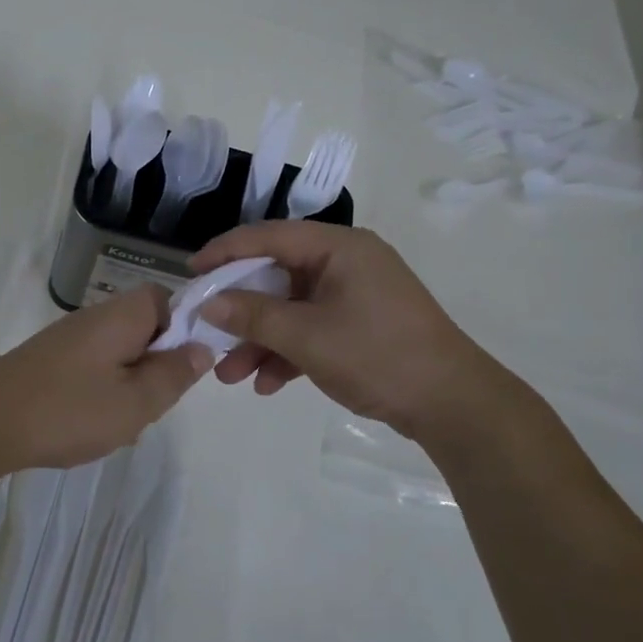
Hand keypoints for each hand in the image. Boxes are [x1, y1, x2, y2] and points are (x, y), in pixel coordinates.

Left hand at [0, 288, 211, 470]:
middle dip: (155, 365)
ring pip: (119, 354)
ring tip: (121, 421)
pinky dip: (100, 393)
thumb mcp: (137, 401)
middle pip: (144, 328)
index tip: (183, 367)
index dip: (184, 328)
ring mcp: (68, 338)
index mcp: (123, 315)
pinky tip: (90, 424)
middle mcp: (96, 317)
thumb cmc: (70, 409)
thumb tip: (201, 348)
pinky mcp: (49, 361)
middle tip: (152, 402)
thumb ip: (174, 374)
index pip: (167, 299)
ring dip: (129, 384)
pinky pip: (92, 369)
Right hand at [191, 222, 514, 441]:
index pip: (269, 236)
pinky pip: (311, 328)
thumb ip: (253, 316)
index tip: (190, 272)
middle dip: (240, 311)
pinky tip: (266, 384)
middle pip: (277, 275)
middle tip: (206, 330)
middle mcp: (345, 262)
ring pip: (291, 308)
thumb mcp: (307, 337)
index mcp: (339, 247)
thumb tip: (209, 303)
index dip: (225, 252)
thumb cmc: (378, 356)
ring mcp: (353, 295)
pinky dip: (287, 352)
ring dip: (260, 340)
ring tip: (230, 376)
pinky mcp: (359, 324)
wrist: (452, 405)